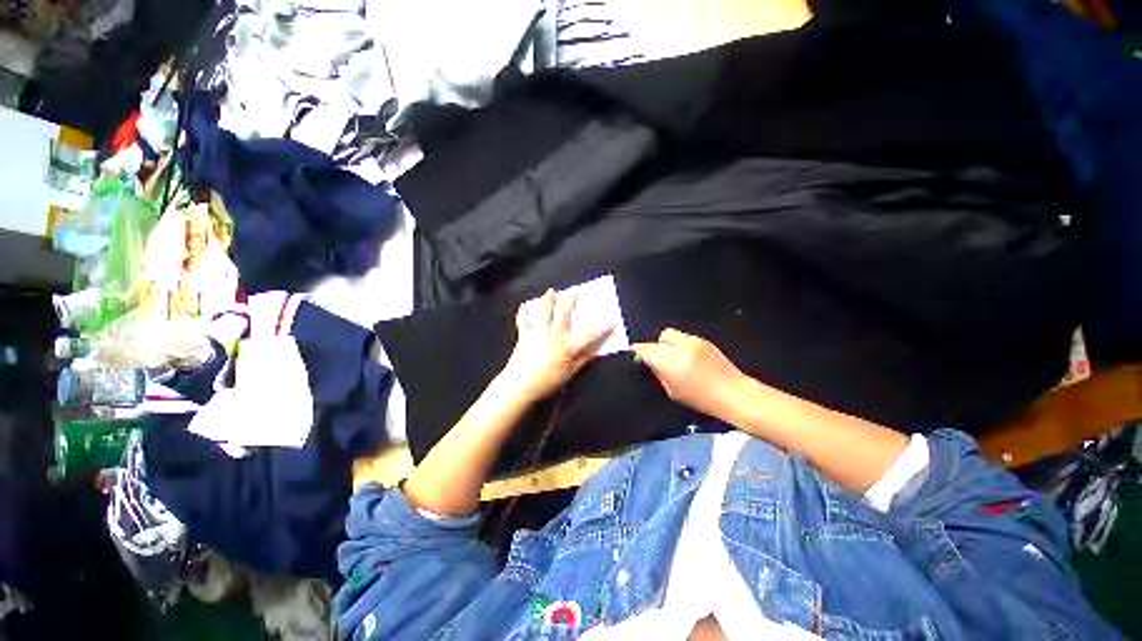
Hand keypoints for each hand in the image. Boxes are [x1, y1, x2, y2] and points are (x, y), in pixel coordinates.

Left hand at [502, 289, 612, 401]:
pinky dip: (523, 314)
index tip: (612, 322)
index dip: (603, 329)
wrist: (521, 385)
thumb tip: (596, 352)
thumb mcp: (570, 374)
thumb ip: (583, 361)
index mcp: (569, 346)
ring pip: (544, 311)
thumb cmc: (548, 382)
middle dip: (571, 299)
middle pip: (565, 312)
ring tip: (551, 291)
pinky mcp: (525, 335)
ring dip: (548, 299)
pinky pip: (524, 321)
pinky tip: (523, 307)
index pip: (591, 336)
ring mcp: (539, 333)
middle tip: (575, 290)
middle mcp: (555, 334)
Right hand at [632, 328, 749, 418]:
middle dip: (653, 348)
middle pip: (657, 339)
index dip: (638, 352)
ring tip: (672, 357)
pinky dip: (679, 344)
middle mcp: (679, 347)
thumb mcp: (672, 392)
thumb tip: (648, 363)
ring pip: (670, 334)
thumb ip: (658, 374)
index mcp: (670, 362)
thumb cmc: (701, 399)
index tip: (637, 358)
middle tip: (657, 360)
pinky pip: (683, 337)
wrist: (733, 393)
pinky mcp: (703, 340)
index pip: (645, 349)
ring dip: (666, 344)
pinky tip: (686, 357)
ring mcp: (693, 341)